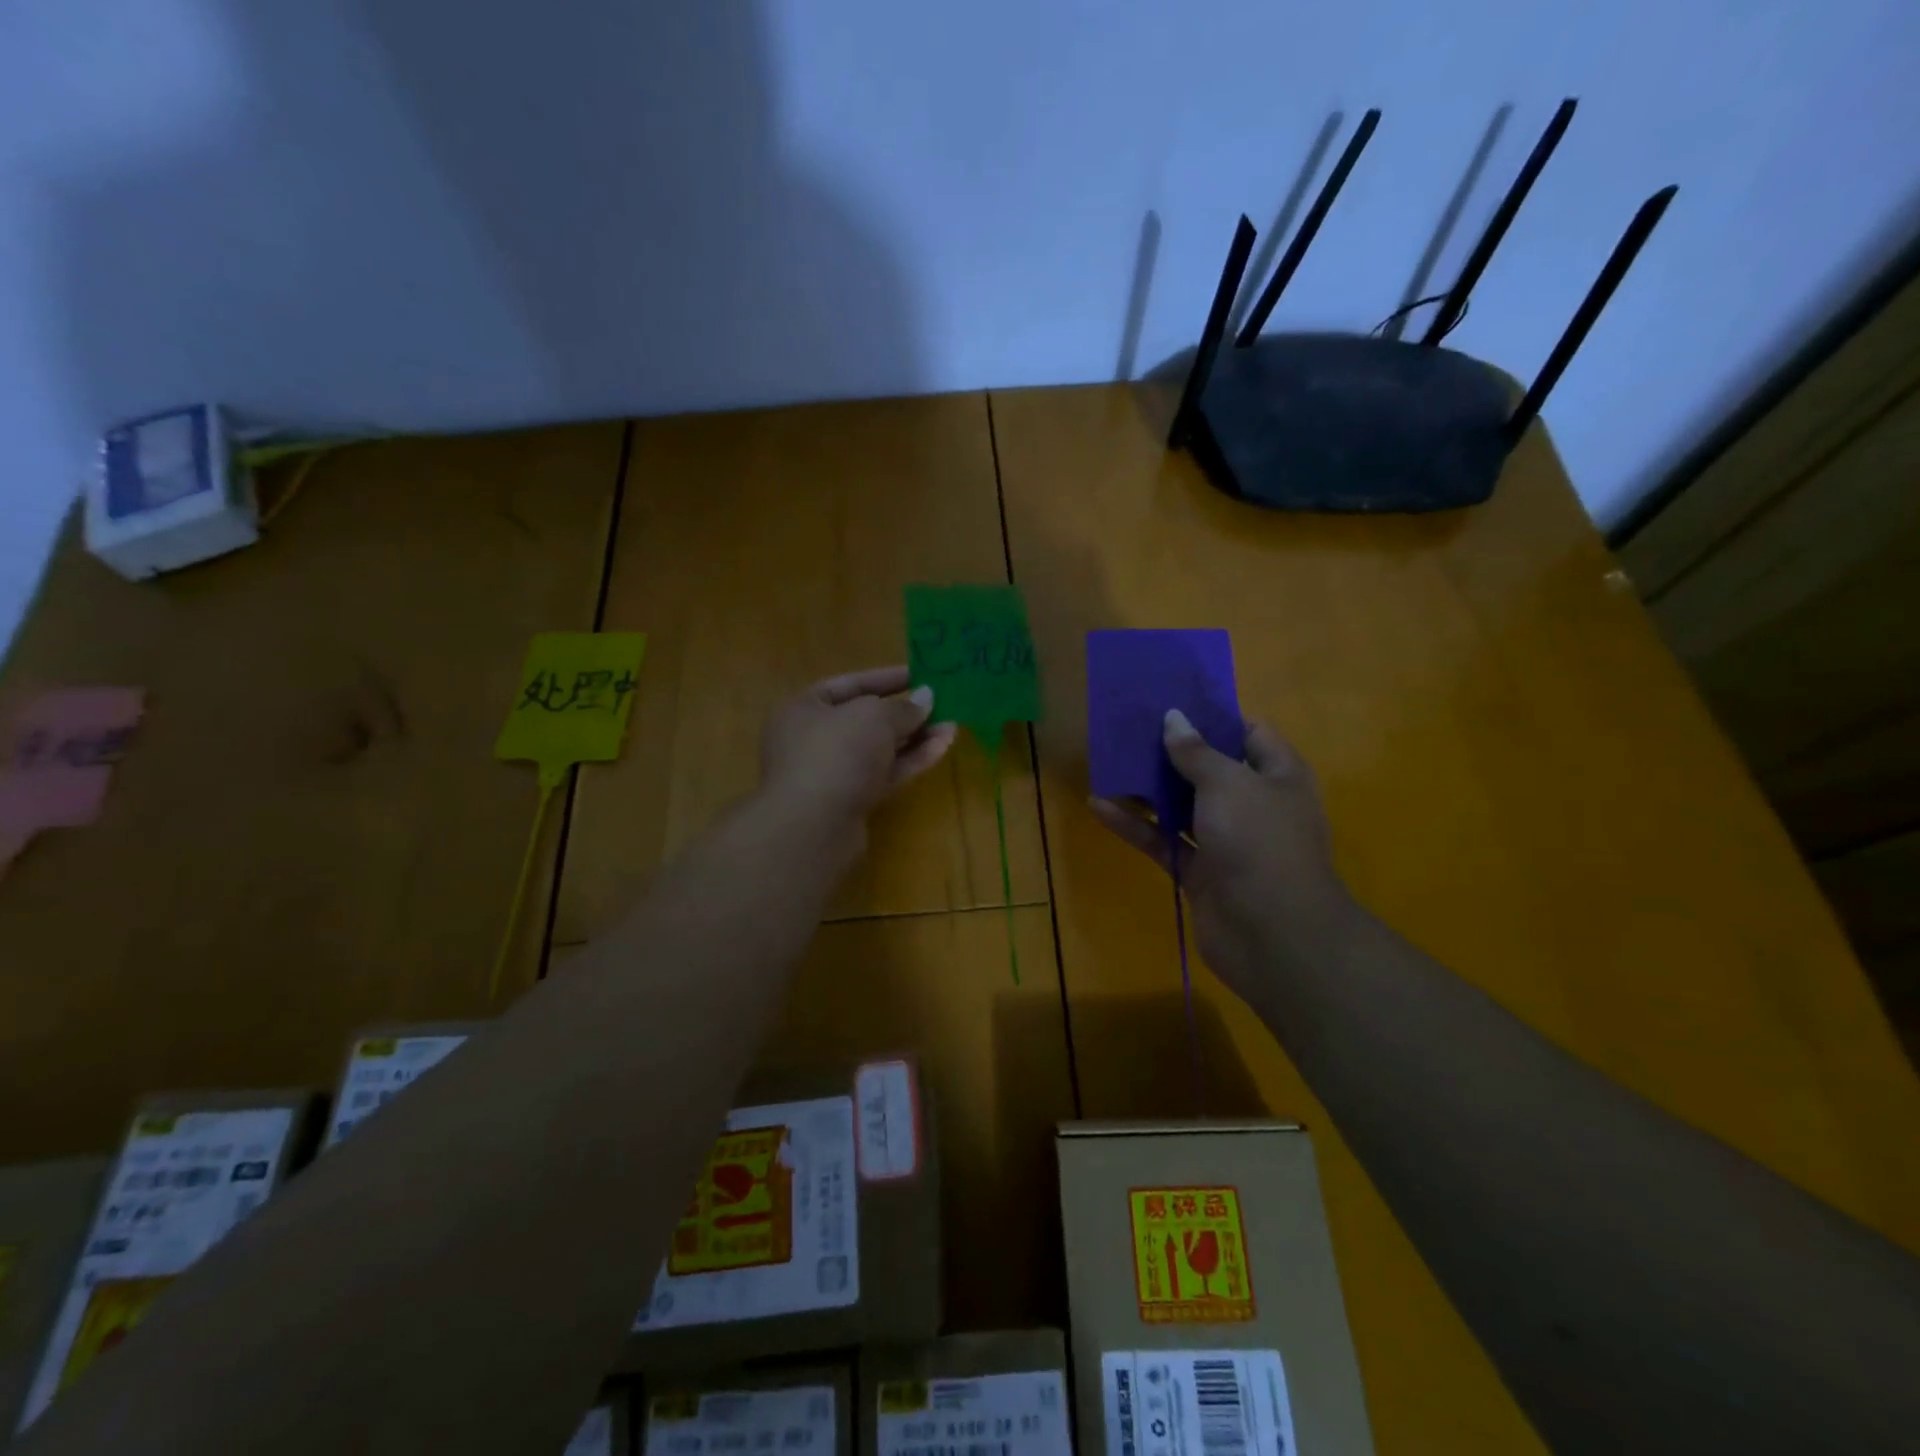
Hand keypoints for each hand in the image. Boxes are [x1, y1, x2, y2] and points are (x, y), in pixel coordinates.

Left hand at [761, 665, 957, 832]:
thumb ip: (904, 707)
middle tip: (942, 703)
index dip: (887, 678)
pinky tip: (941, 747)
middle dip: (906, 712)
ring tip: (952, 725)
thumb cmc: (836, 753)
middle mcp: (814, 738)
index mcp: (805, 708)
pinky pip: (884, 774)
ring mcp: (832, 773)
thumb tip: (926, 698)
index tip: (921, 674)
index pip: (850, 684)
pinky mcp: (851, 802)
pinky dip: (911, 761)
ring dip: (914, 738)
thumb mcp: (874, 716)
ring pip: (879, 750)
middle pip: (866, 719)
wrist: (813, 827)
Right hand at [1091, 710, 1352, 999]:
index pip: (1249, 733)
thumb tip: (1173, 718)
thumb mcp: (1228, 784)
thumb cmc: (1259, 841)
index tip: (1173, 701)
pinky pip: (1163, 840)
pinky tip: (1099, 806)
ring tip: (1108, 761)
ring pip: (1181, 806)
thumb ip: (1196, 752)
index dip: (1214, 716)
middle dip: (1171, 750)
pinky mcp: (1199, 872)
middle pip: (1209, 769)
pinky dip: (1135, 825)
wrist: (1273, 934)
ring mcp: (1226, 841)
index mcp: (1277, 776)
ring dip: (1148, 788)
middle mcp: (1253, 804)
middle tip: (1130, 727)